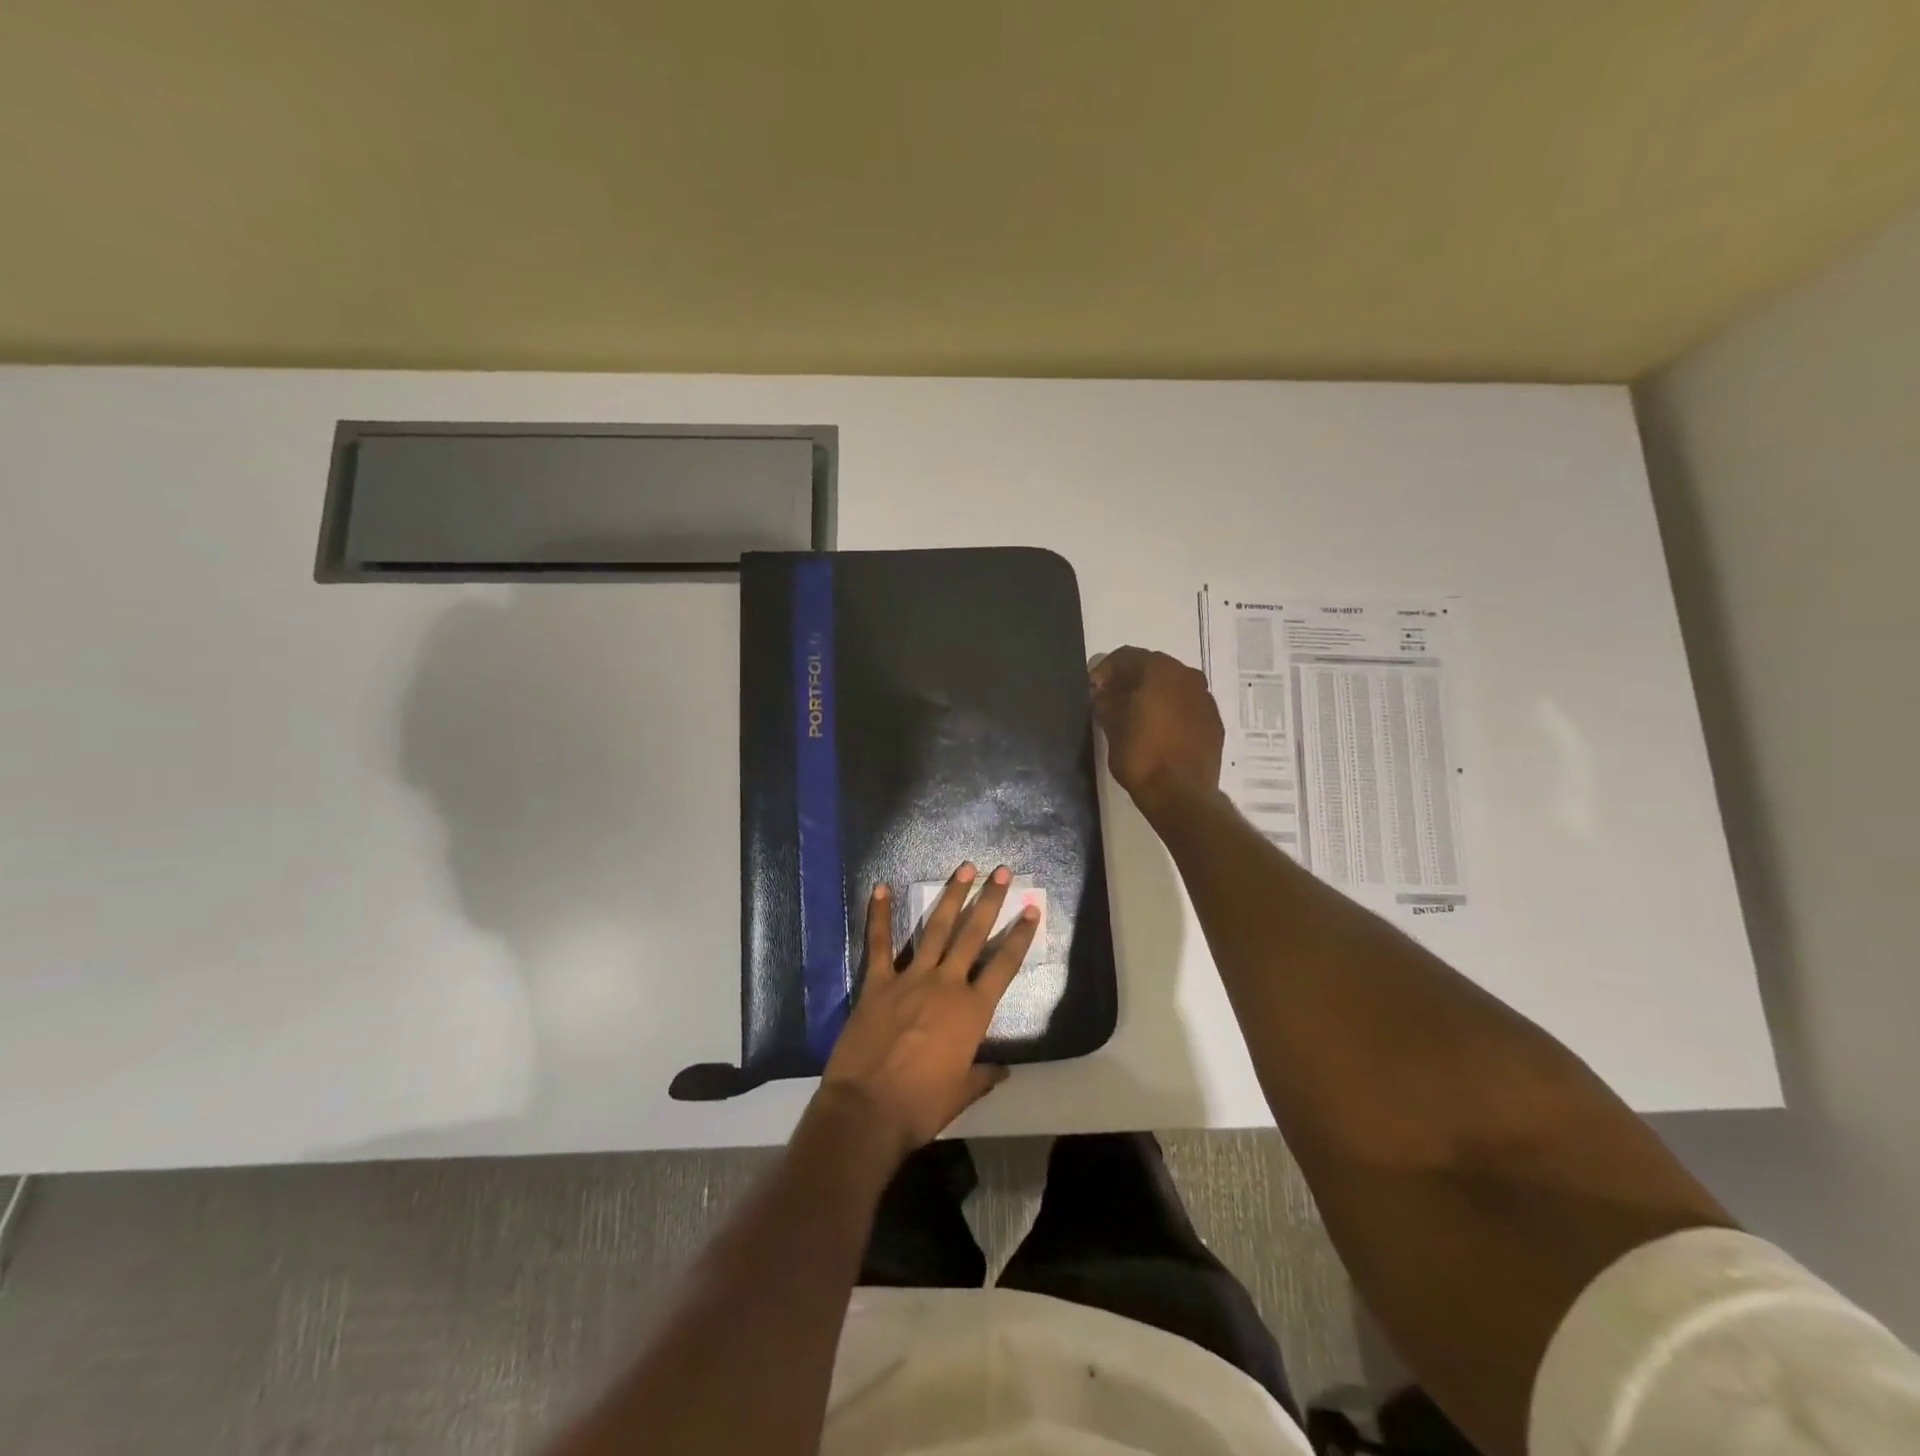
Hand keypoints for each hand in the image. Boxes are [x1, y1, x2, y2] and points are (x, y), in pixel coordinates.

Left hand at [818, 863, 1040, 1163]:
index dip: (1020, 936)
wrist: (868, 1111)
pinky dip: (879, 916)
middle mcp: (946, 984)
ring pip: (935, 929)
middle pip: (972, 935)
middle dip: (989, 901)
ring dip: (950, 897)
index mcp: (972, 1011)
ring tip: (965, 869)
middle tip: (1001, 871)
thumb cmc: (921, 1106)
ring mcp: (910, 978)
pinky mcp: (877, 983)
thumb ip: (983, 1075)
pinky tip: (880, 888)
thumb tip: (1004, 1070)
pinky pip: (879, 944)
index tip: (1032, 908)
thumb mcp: (962, 1093)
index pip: (1003, 965)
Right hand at [1089, 646, 1223, 814]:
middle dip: (1130, 680)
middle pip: (1152, 668)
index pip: (1124, 657)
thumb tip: (1103, 692)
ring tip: (1136, 716)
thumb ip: (1106, 701)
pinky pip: (1187, 706)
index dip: (1104, 671)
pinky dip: (1171, 711)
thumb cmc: (1140, 755)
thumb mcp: (1112, 726)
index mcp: (1159, 670)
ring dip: (1153, 695)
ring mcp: (1205, 698)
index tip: (1093, 690)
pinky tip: (1159, 731)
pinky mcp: (1214, 721)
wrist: (1180, 793)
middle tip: (1112, 700)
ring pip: (1173, 686)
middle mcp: (1187, 675)